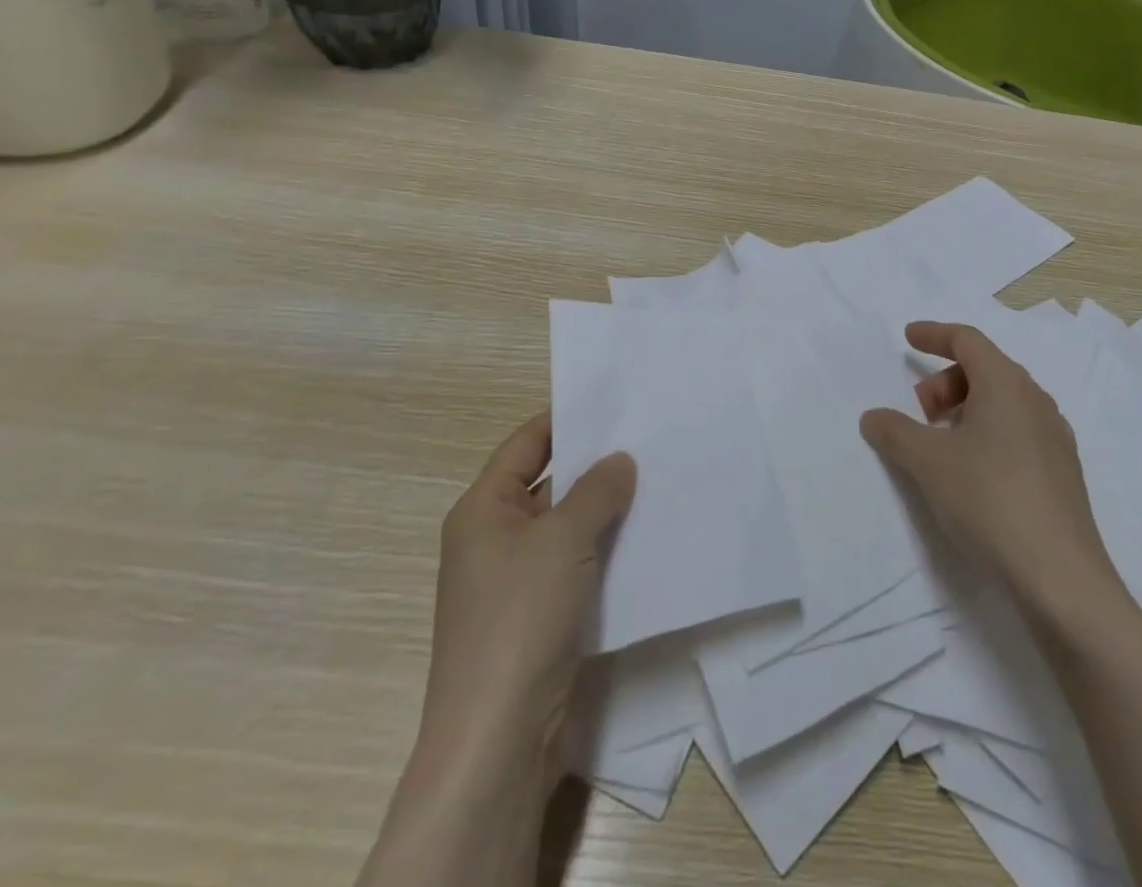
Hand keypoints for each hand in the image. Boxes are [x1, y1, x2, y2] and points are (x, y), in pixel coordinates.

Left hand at [416, 412, 636, 799]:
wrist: (499, 738)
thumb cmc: (520, 619)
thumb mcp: (562, 539)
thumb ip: (596, 491)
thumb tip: (620, 461)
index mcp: (482, 510)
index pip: (526, 444)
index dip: (566, 420)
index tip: (615, 403)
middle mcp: (494, 538)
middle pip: (549, 483)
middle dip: (595, 465)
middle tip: (650, 439)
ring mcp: (517, 580)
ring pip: (567, 526)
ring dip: (605, 509)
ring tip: (659, 479)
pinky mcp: (540, 615)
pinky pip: (576, 564)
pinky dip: (606, 548)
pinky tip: (647, 536)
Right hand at [859, 321, 1118, 623]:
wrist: (1060, 577)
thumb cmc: (989, 498)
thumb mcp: (928, 462)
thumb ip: (895, 432)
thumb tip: (873, 416)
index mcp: (1006, 383)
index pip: (967, 339)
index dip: (934, 334)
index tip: (908, 338)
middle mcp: (1035, 400)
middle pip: (984, 370)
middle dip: (944, 383)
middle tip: (918, 415)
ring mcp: (1054, 436)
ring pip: (1002, 403)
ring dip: (965, 411)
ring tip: (940, 446)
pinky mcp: (1062, 472)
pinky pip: (1017, 432)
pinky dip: (987, 435)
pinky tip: (973, 474)